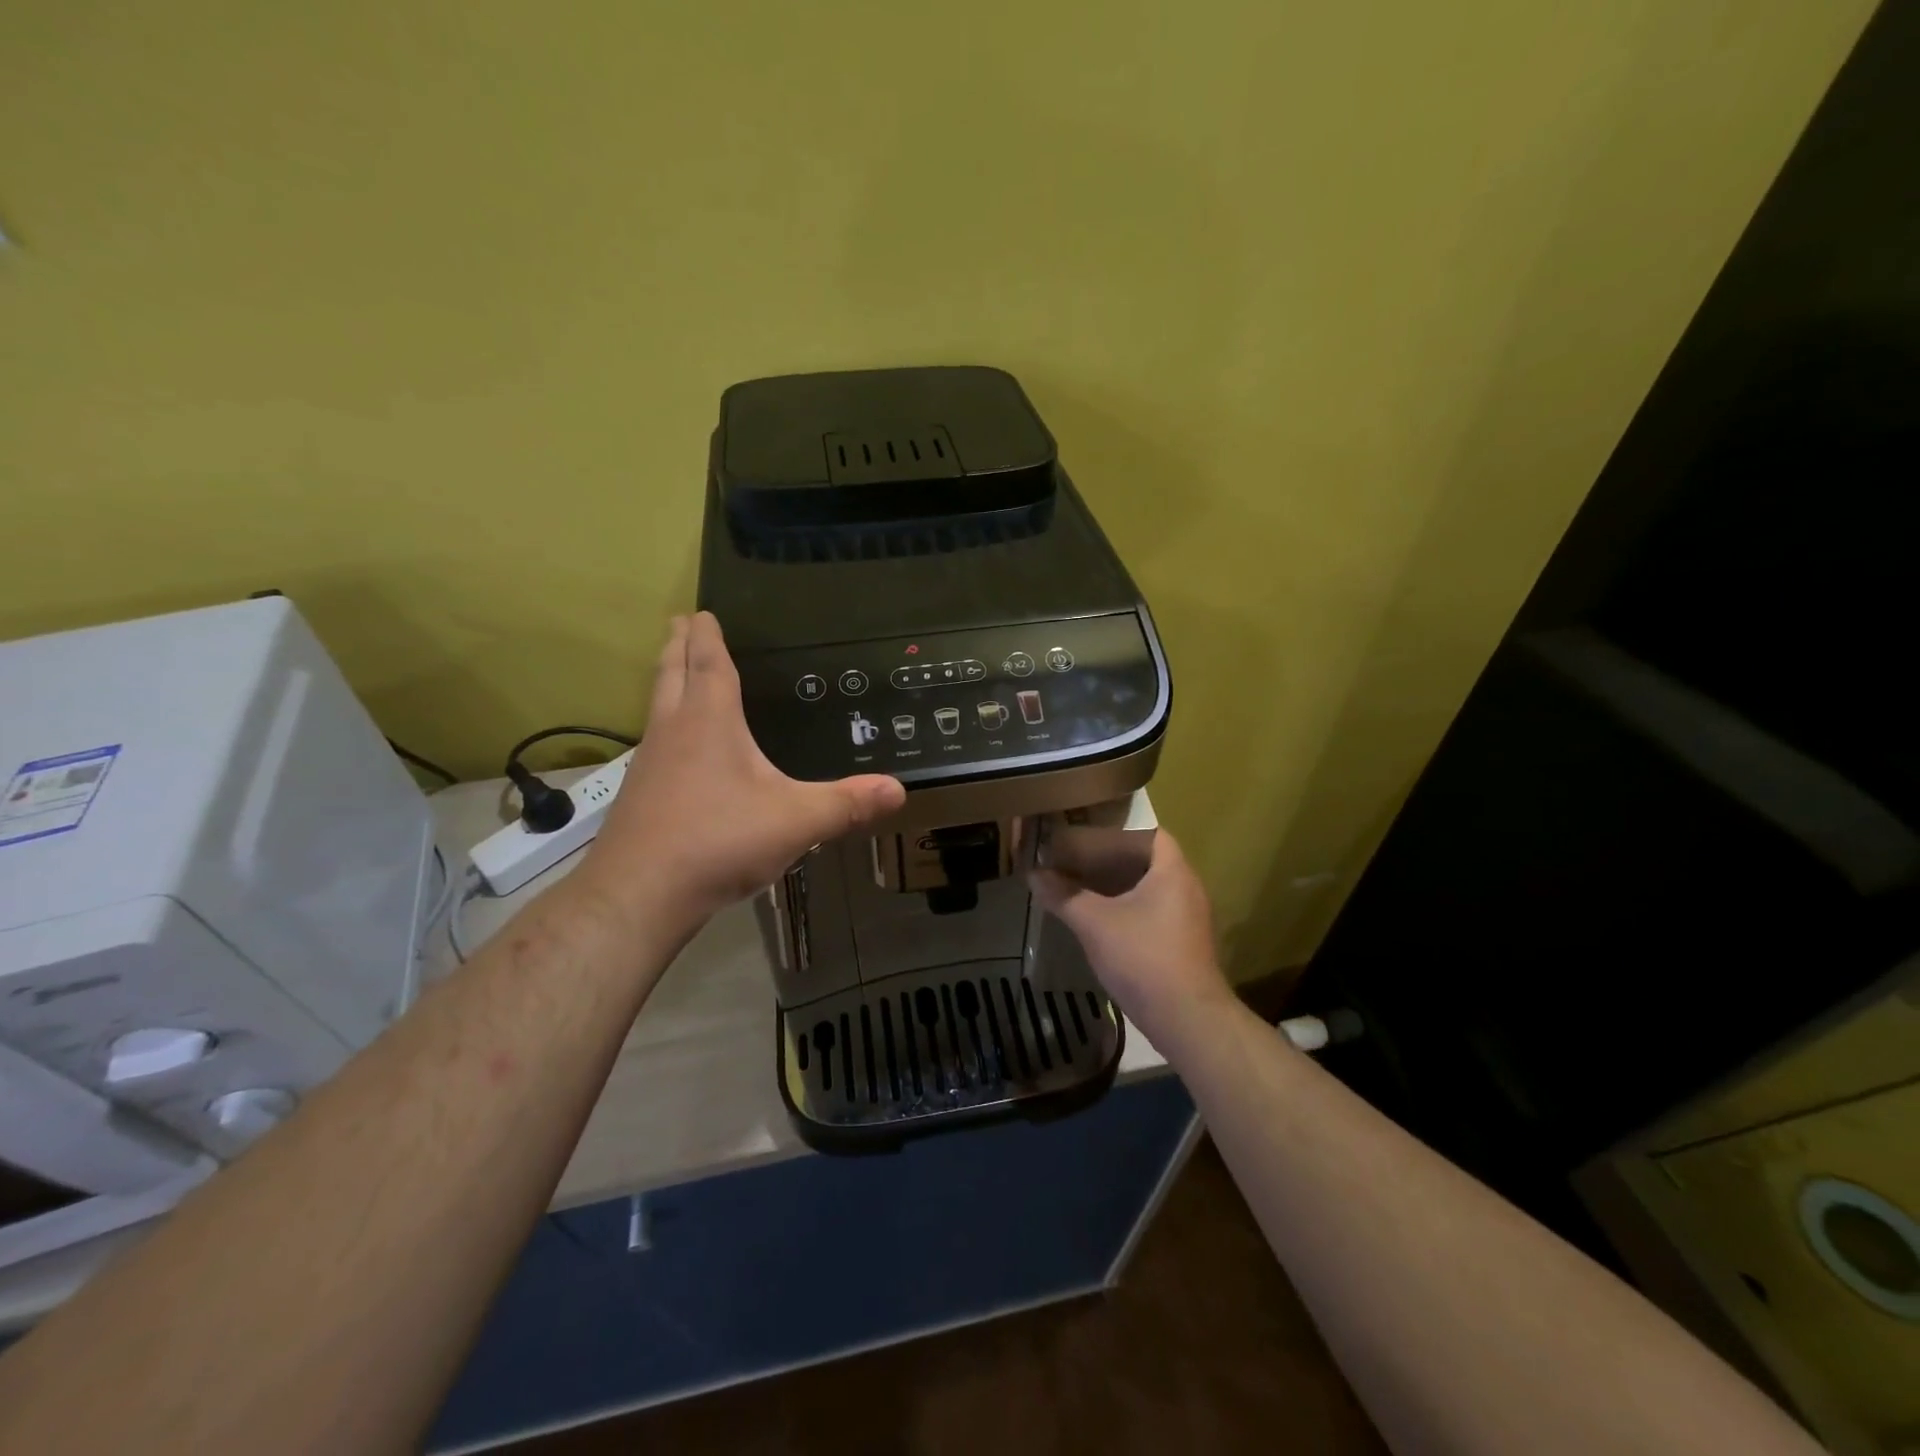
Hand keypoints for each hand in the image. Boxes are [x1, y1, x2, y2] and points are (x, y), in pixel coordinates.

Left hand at [576, 613, 904, 932]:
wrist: (639, 894)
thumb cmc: (719, 841)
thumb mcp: (796, 821)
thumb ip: (847, 804)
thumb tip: (898, 790)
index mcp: (710, 722)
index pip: (708, 664)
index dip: (707, 636)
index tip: (702, 612)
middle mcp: (673, 732)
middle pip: (672, 674)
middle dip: (678, 646)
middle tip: (680, 622)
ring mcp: (649, 764)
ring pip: (657, 707)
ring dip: (667, 683)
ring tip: (676, 674)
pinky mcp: (639, 796)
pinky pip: (655, 744)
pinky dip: (665, 727)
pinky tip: (677, 751)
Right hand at [1030, 829, 1232, 1042]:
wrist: (1188, 1020)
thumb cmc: (1144, 959)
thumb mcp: (1095, 924)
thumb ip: (1063, 895)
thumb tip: (1034, 874)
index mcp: (1172, 871)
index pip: (1150, 833)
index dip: (1120, 828)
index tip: (1089, 829)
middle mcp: (1186, 888)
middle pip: (1147, 860)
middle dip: (1111, 857)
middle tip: (1076, 855)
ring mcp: (1188, 918)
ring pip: (1149, 888)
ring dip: (1117, 885)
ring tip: (1081, 883)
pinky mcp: (1183, 943)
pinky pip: (1152, 911)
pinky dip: (1126, 907)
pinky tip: (1098, 919)